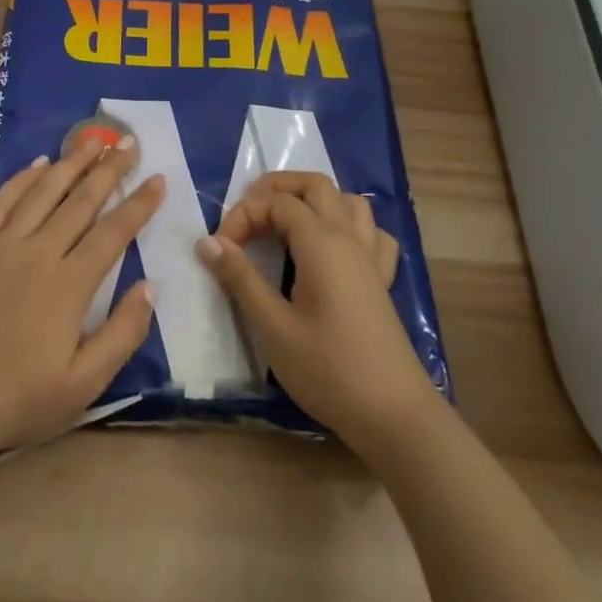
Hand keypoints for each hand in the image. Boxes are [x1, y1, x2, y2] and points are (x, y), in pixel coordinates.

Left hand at [0, 135, 164, 451]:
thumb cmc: (21, 398)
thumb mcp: (86, 383)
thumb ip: (123, 333)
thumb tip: (150, 285)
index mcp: (70, 284)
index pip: (113, 232)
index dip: (139, 204)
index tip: (158, 178)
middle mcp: (39, 253)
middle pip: (81, 201)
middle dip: (109, 170)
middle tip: (129, 143)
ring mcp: (3, 246)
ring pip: (43, 193)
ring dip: (70, 164)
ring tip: (92, 140)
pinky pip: (1, 202)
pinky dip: (22, 179)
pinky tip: (38, 164)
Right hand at [198, 171, 433, 454]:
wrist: (394, 416)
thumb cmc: (328, 370)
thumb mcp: (273, 327)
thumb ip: (240, 278)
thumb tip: (207, 241)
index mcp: (322, 244)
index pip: (276, 203)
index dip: (243, 216)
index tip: (222, 251)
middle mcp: (350, 239)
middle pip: (315, 185)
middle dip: (276, 188)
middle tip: (247, 214)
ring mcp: (371, 259)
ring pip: (348, 201)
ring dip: (314, 200)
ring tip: (285, 224)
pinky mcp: (382, 281)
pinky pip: (371, 233)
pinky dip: (348, 226)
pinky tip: (332, 249)